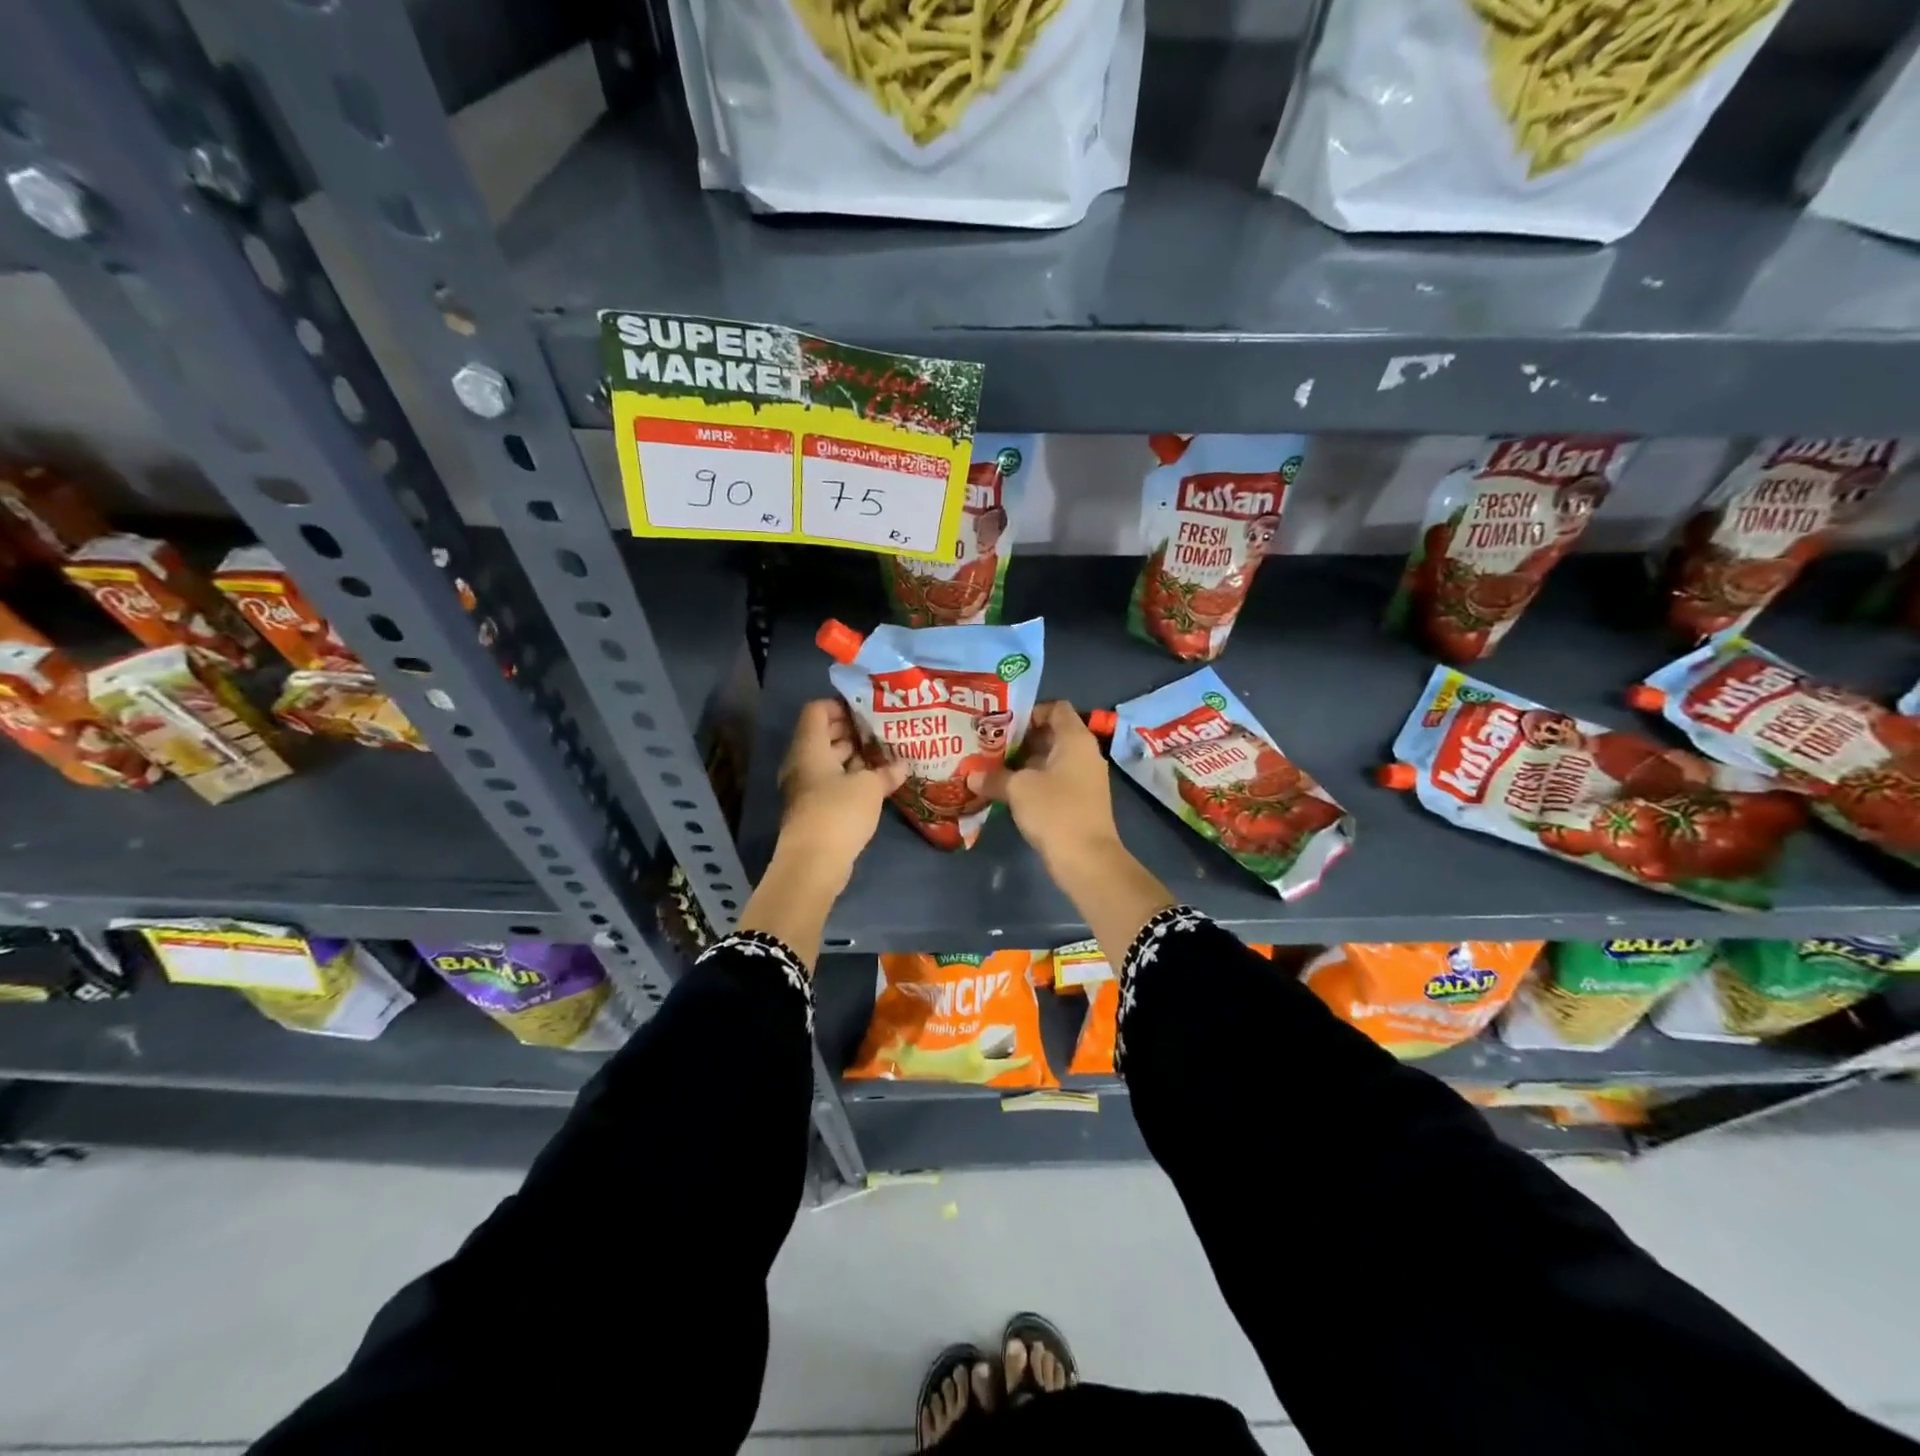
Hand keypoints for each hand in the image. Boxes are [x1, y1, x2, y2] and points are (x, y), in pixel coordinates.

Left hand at [774, 698, 905, 885]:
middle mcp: (802, 763)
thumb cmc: (838, 812)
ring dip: (853, 756)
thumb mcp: (870, 787)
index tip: (867, 710)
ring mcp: (805, 787)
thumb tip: (903, 765)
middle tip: (881, 730)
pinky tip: (875, 781)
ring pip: (828, 761)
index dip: (840, 705)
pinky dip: (849, 778)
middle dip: (851, 731)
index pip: (816, 710)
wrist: (813, 863)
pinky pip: (831, 783)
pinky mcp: (813, 809)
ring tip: (884, 754)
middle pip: (823, 735)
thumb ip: (886, 772)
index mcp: (809, 747)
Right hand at [976, 700, 1118, 868]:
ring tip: (991, 767)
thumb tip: (971, 775)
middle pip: (1051, 734)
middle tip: (989, 744)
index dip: (1029, 711)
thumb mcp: (1018, 789)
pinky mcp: (1080, 801)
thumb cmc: (1055, 811)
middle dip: (1020, 739)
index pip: (1055, 708)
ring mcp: (1084, 778)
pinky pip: (1054, 781)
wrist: (1087, 860)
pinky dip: (1033, 782)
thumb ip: (993, 777)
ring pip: (1050, 760)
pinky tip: (1007, 791)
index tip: (1003, 724)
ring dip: (1023, 763)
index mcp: (1075, 739)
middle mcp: (1084, 753)